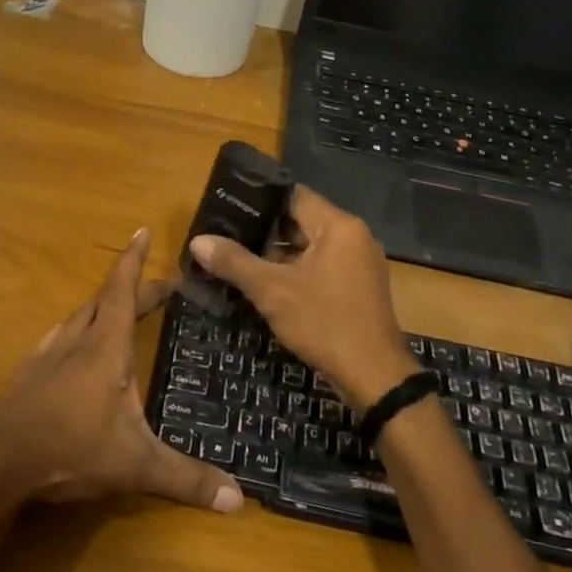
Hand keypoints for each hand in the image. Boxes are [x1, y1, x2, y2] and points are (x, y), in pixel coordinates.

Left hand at [0, 229, 243, 514]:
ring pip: (80, 317)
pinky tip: (74, 344)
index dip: (134, 261)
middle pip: (107, 301)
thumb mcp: (135, 466)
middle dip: (134, 288)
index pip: (123, 291)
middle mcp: (77, 341)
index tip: (141, 230)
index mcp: (105, 348)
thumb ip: (186, 479)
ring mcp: (48, 356)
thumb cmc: (70, 449)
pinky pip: (60, 337)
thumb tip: (238, 498)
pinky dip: (77, 330)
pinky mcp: (30, 374)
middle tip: (162, 288)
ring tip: (121, 310)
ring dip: (104, 306)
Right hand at [188, 188, 415, 411]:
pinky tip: (269, 284)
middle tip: (228, 235)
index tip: (230, 207)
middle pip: (302, 220)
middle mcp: (354, 236)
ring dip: (280, 253)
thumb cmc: (324, 323)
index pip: (294, 195)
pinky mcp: (359, 286)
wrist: (374, 376)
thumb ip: (234, 262)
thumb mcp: (272, 292)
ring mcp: (360, 262)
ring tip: (240, 258)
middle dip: (265, 230)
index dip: (260, 200)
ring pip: (312, 246)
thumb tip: (198, 241)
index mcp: (338, 226)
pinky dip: (298, 271)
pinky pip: (323, 266)